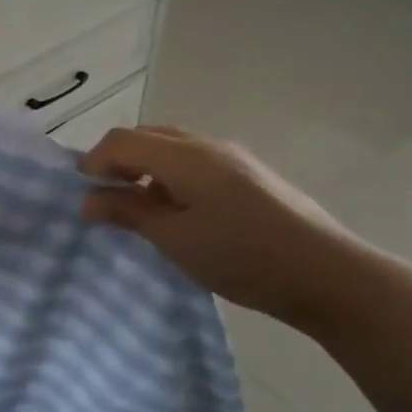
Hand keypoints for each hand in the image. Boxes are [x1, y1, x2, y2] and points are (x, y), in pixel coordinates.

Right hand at [81, 127, 366, 330]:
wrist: (329, 275)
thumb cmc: (242, 255)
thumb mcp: (174, 239)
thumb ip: (128, 212)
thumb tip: (88, 199)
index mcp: (184, 155)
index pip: (122, 140)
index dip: (94, 161)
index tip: (82, 194)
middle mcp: (207, 145)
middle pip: (147, 136)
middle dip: (119, 160)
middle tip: (106, 197)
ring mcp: (234, 157)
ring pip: (173, 147)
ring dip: (146, 167)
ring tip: (141, 207)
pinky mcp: (251, 175)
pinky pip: (196, 161)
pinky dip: (172, 175)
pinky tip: (181, 211)